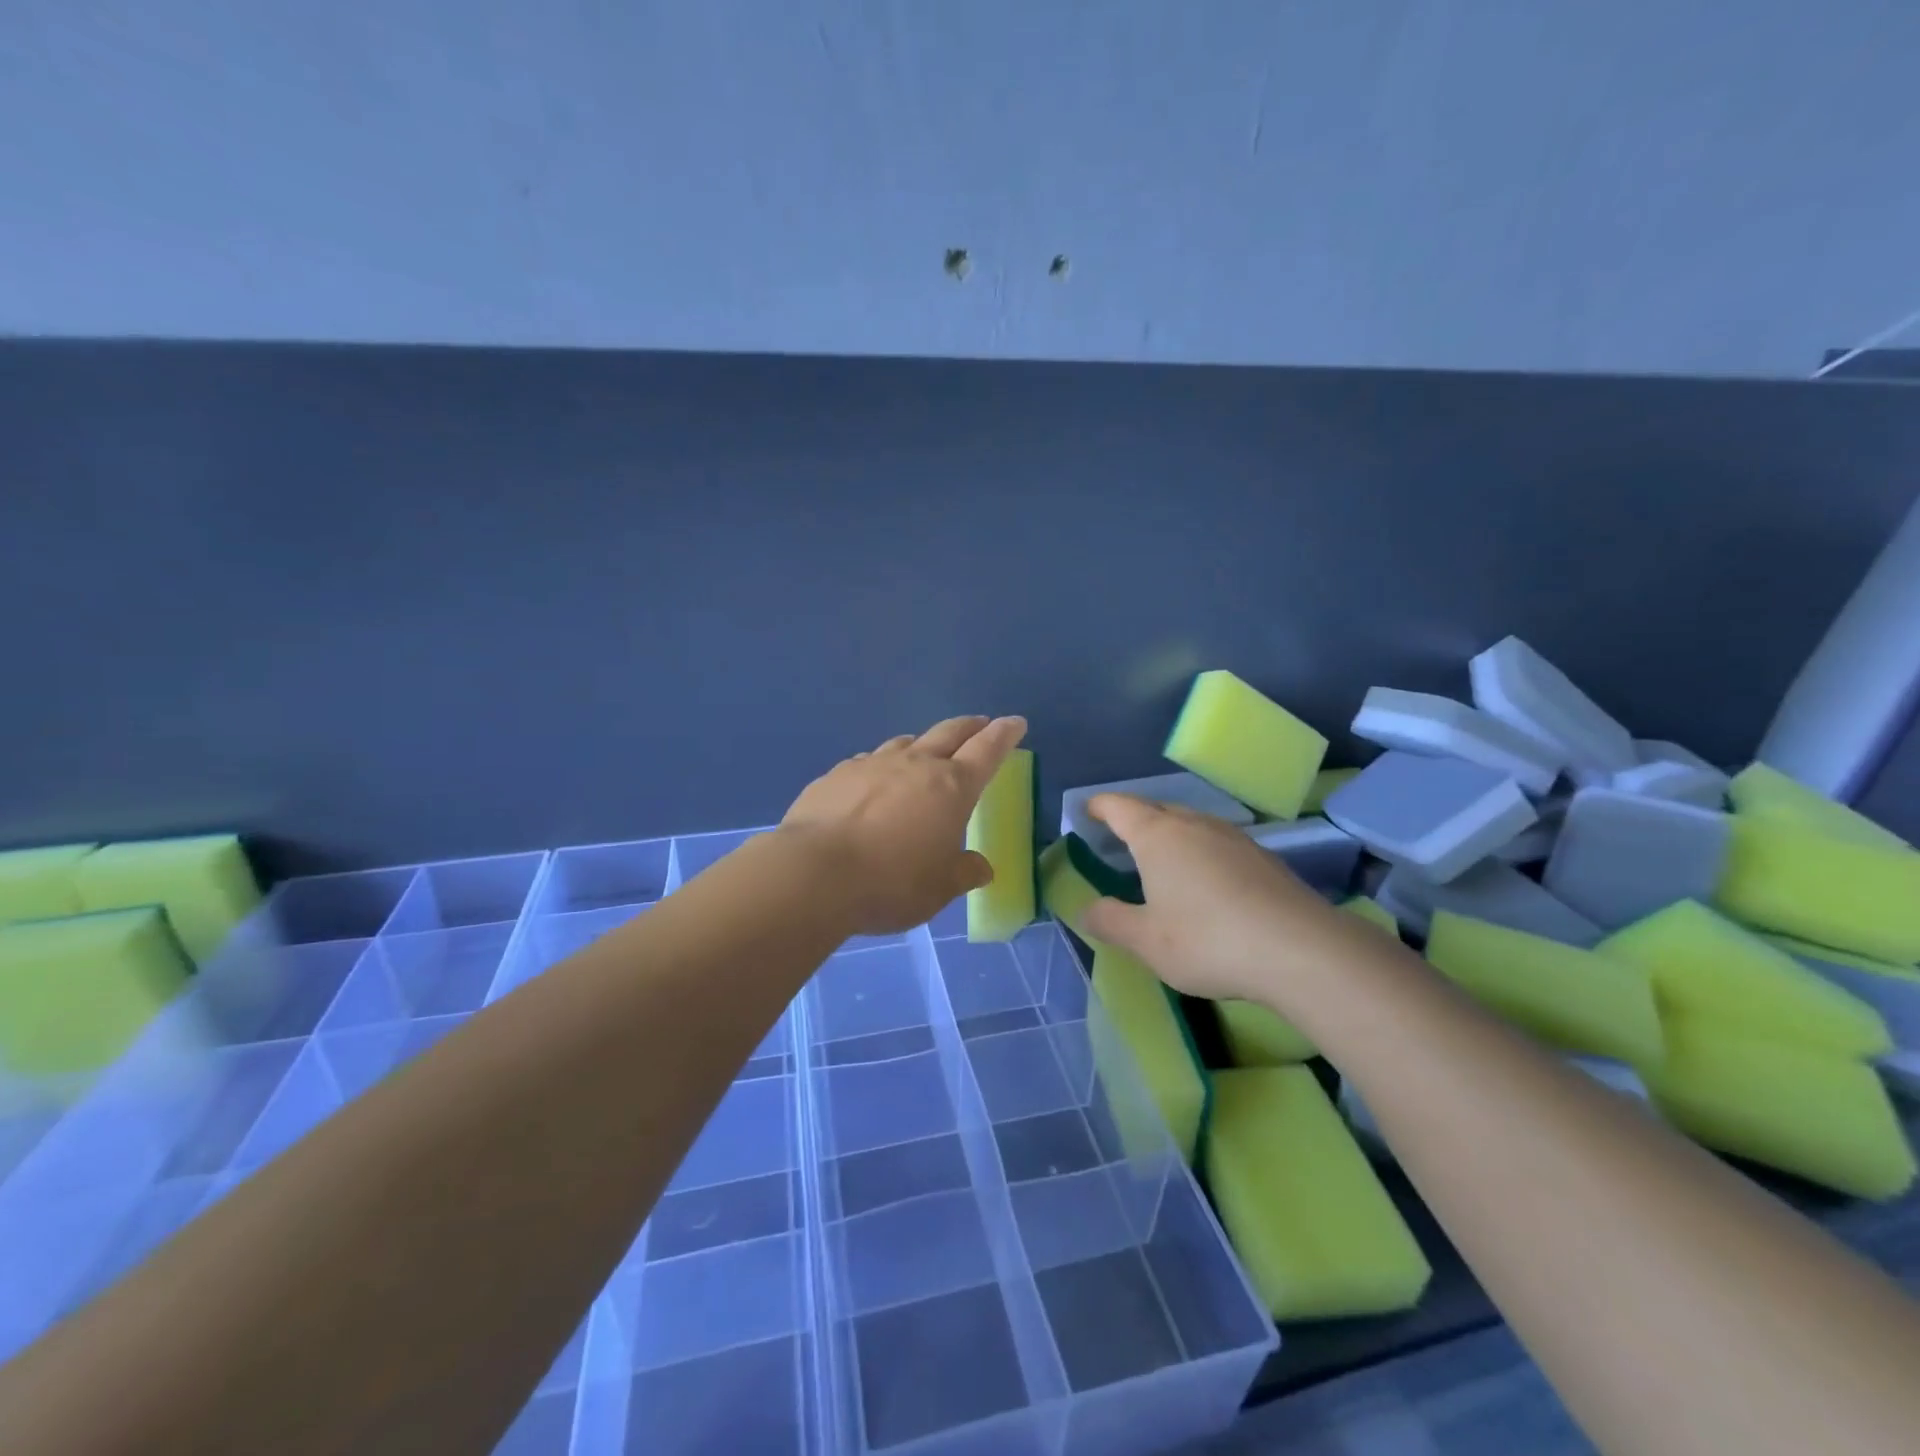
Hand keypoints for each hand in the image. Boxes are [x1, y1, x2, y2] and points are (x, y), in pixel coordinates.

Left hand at [780, 715, 1027, 935]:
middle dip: (969, 727)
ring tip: (925, 753)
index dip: (1004, 735)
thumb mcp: (939, 889)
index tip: (1015, 722)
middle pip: (949, 733)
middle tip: (981, 724)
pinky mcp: (837, 775)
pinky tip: (873, 784)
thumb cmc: (891, 882)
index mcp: (951, 787)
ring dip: (922, 744)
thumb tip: (980, 867)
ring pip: (905, 743)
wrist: (814, 873)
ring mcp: (872, 765)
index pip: (987, 750)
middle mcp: (915, 765)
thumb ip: (963, 872)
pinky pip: (868, 762)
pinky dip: (881, 767)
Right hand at [1081, 794, 1356, 1002]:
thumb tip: (1084, 909)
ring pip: (1191, 824)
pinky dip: (1200, 852)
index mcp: (1158, 836)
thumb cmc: (1207, 939)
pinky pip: (1218, 843)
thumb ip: (1111, 921)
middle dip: (1135, 819)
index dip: (1099, 807)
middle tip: (1119, 838)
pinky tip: (1206, 881)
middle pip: (1157, 809)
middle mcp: (1194, 825)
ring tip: (1161, 859)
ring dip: (1171, 835)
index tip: (1087, 810)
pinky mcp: (1263, 857)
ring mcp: (1234, 838)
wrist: (1300, 949)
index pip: (1119, 807)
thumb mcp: (1147, 941)